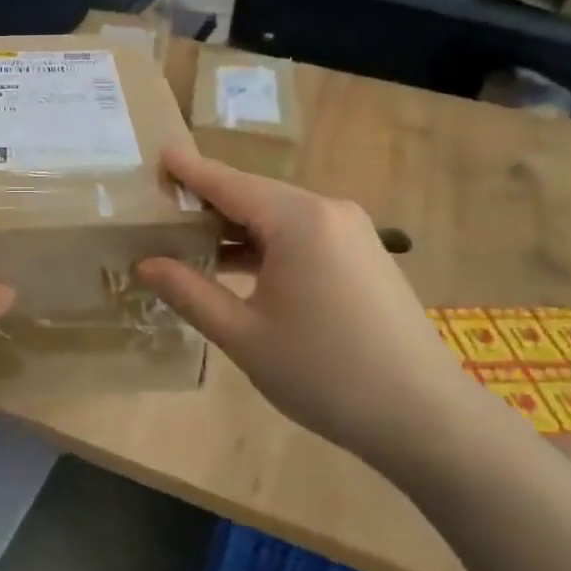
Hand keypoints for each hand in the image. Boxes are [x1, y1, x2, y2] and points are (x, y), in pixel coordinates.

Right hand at [136, 148, 483, 478]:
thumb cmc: (325, 373)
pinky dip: (268, 243)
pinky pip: (304, 234)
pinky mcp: (364, 254)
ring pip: (280, 216)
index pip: (229, 183)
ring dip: (238, 227)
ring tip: (191, 240)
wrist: (425, 417)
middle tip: (163, 208)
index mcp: (298, 220)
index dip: (190, 171)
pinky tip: (241, 265)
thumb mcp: (244, 335)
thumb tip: (145, 264)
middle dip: (209, 201)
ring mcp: (353, 231)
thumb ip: (190, 292)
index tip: (158, 154)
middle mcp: (328, 210)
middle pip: (255, 195)